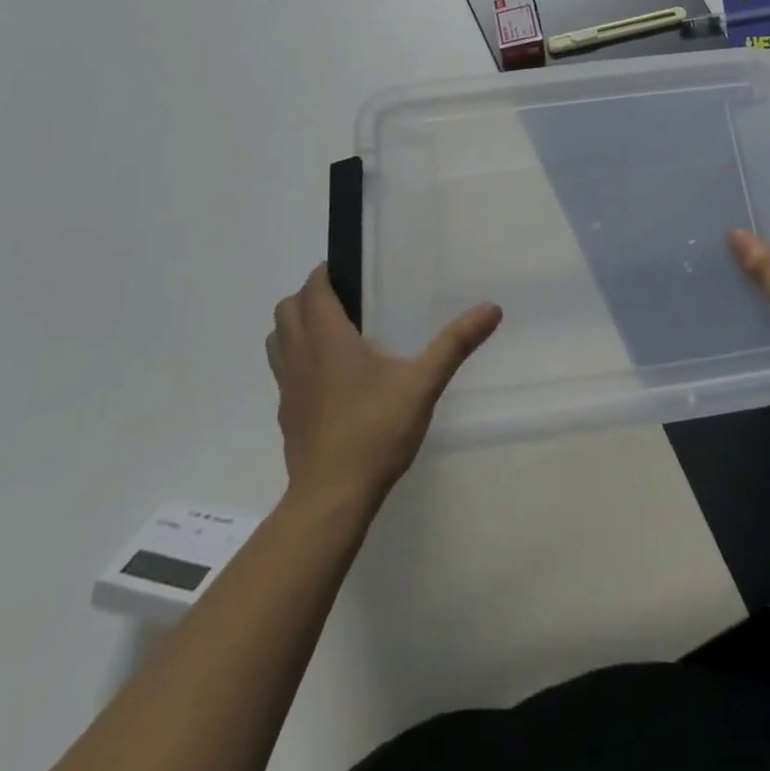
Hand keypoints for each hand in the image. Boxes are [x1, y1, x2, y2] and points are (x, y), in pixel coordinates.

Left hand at [266, 266, 501, 509]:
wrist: (331, 499)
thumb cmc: (375, 431)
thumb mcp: (423, 383)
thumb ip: (455, 344)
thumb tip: (492, 307)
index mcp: (328, 339)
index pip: (313, 290)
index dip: (325, 274)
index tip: (349, 271)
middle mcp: (300, 356)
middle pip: (287, 310)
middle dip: (309, 296)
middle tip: (346, 300)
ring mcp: (288, 388)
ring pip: (278, 341)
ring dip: (296, 327)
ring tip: (333, 333)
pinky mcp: (286, 415)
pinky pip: (283, 373)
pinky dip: (297, 361)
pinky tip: (329, 379)